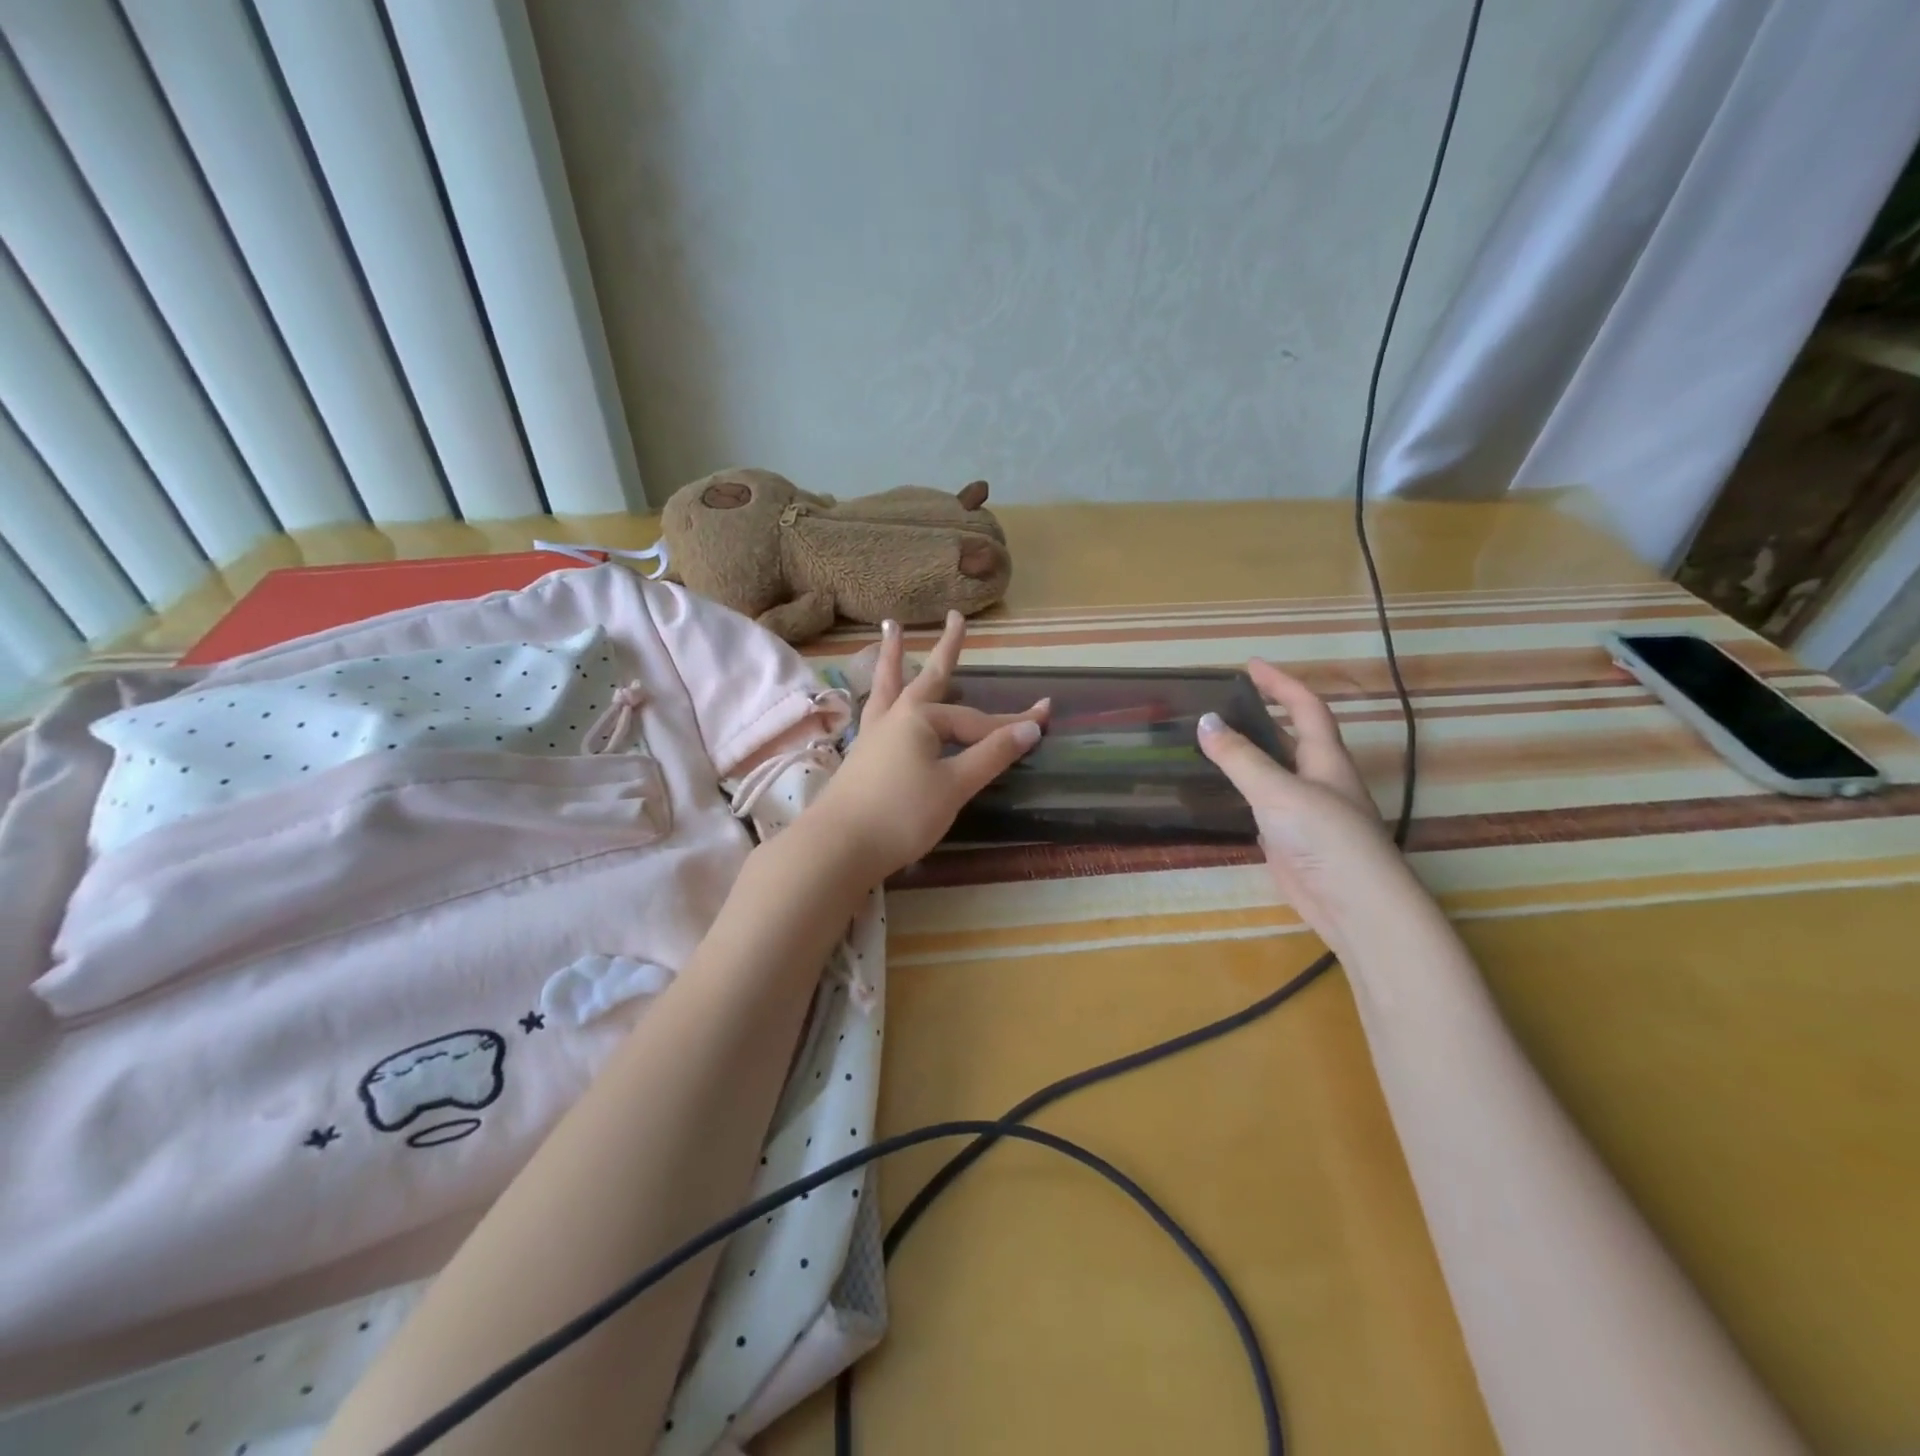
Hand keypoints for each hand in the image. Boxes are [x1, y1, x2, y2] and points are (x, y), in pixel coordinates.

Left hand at [801, 612, 1048, 882]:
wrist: (838, 847)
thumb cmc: (901, 815)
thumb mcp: (954, 786)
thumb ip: (991, 755)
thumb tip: (1031, 727)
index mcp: (921, 719)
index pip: (977, 721)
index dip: (1011, 724)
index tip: (1046, 718)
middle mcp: (896, 717)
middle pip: (929, 678)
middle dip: (948, 649)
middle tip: (956, 617)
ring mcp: (874, 734)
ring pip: (890, 686)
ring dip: (895, 657)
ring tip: (892, 629)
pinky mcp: (862, 755)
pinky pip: (877, 711)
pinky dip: (882, 694)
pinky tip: (882, 699)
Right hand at [1197, 660, 1405, 948]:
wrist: (1355, 906)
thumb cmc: (1325, 838)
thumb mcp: (1278, 791)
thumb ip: (1240, 758)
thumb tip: (1204, 720)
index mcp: (1326, 759)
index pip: (1306, 708)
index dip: (1282, 683)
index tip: (1251, 665)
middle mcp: (1318, 780)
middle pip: (1292, 736)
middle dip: (1264, 714)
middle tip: (1224, 700)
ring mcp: (1305, 812)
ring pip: (1275, 771)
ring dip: (1250, 752)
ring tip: (1212, 738)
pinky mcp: (1291, 840)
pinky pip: (1263, 803)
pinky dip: (1243, 789)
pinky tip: (1220, 791)